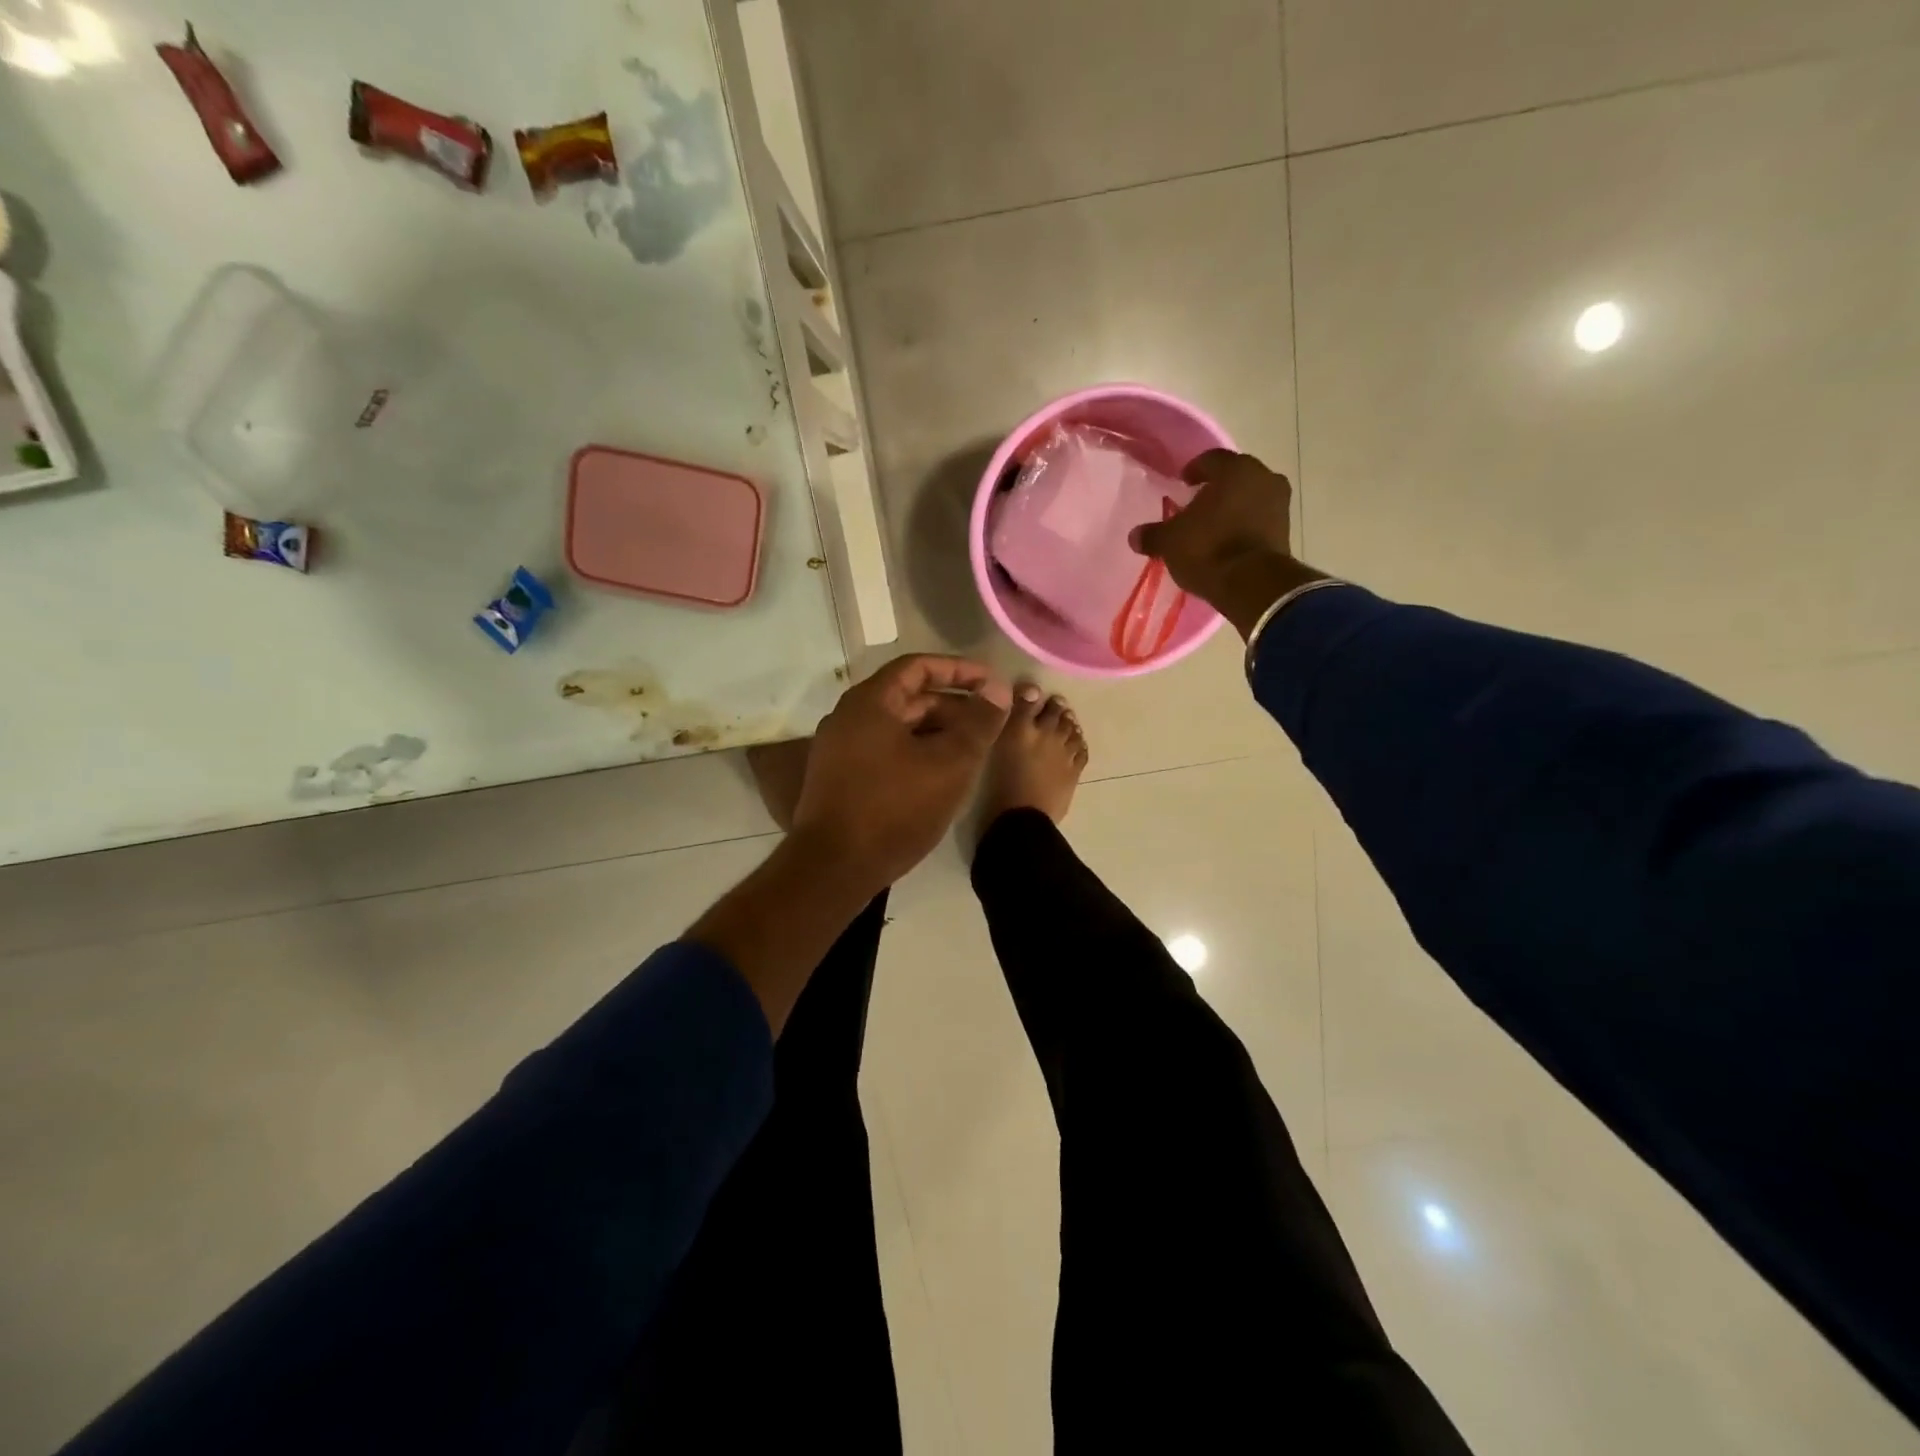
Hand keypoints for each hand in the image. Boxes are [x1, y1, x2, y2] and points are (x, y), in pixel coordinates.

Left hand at [792, 654, 1012, 889]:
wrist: (834, 868)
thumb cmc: (895, 808)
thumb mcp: (950, 764)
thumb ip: (979, 723)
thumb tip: (998, 689)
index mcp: (869, 702)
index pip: (918, 666)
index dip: (959, 670)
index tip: (991, 682)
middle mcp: (848, 717)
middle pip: (908, 697)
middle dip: (952, 705)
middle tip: (989, 721)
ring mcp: (839, 749)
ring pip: (897, 727)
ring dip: (936, 731)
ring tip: (971, 749)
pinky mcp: (839, 778)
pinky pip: (884, 750)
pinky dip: (916, 751)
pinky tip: (940, 774)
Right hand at [1130, 450, 1326, 638]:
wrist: (1252, 584)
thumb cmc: (1208, 548)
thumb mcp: (1170, 542)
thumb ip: (1153, 534)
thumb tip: (1135, 536)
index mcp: (1235, 469)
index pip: (1211, 459)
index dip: (1194, 470)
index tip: (1182, 483)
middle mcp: (1263, 477)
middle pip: (1235, 477)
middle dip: (1216, 488)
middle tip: (1197, 505)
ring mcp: (1280, 503)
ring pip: (1251, 497)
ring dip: (1234, 507)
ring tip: (1213, 526)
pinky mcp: (1287, 530)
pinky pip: (1261, 519)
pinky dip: (1246, 525)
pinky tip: (1230, 541)